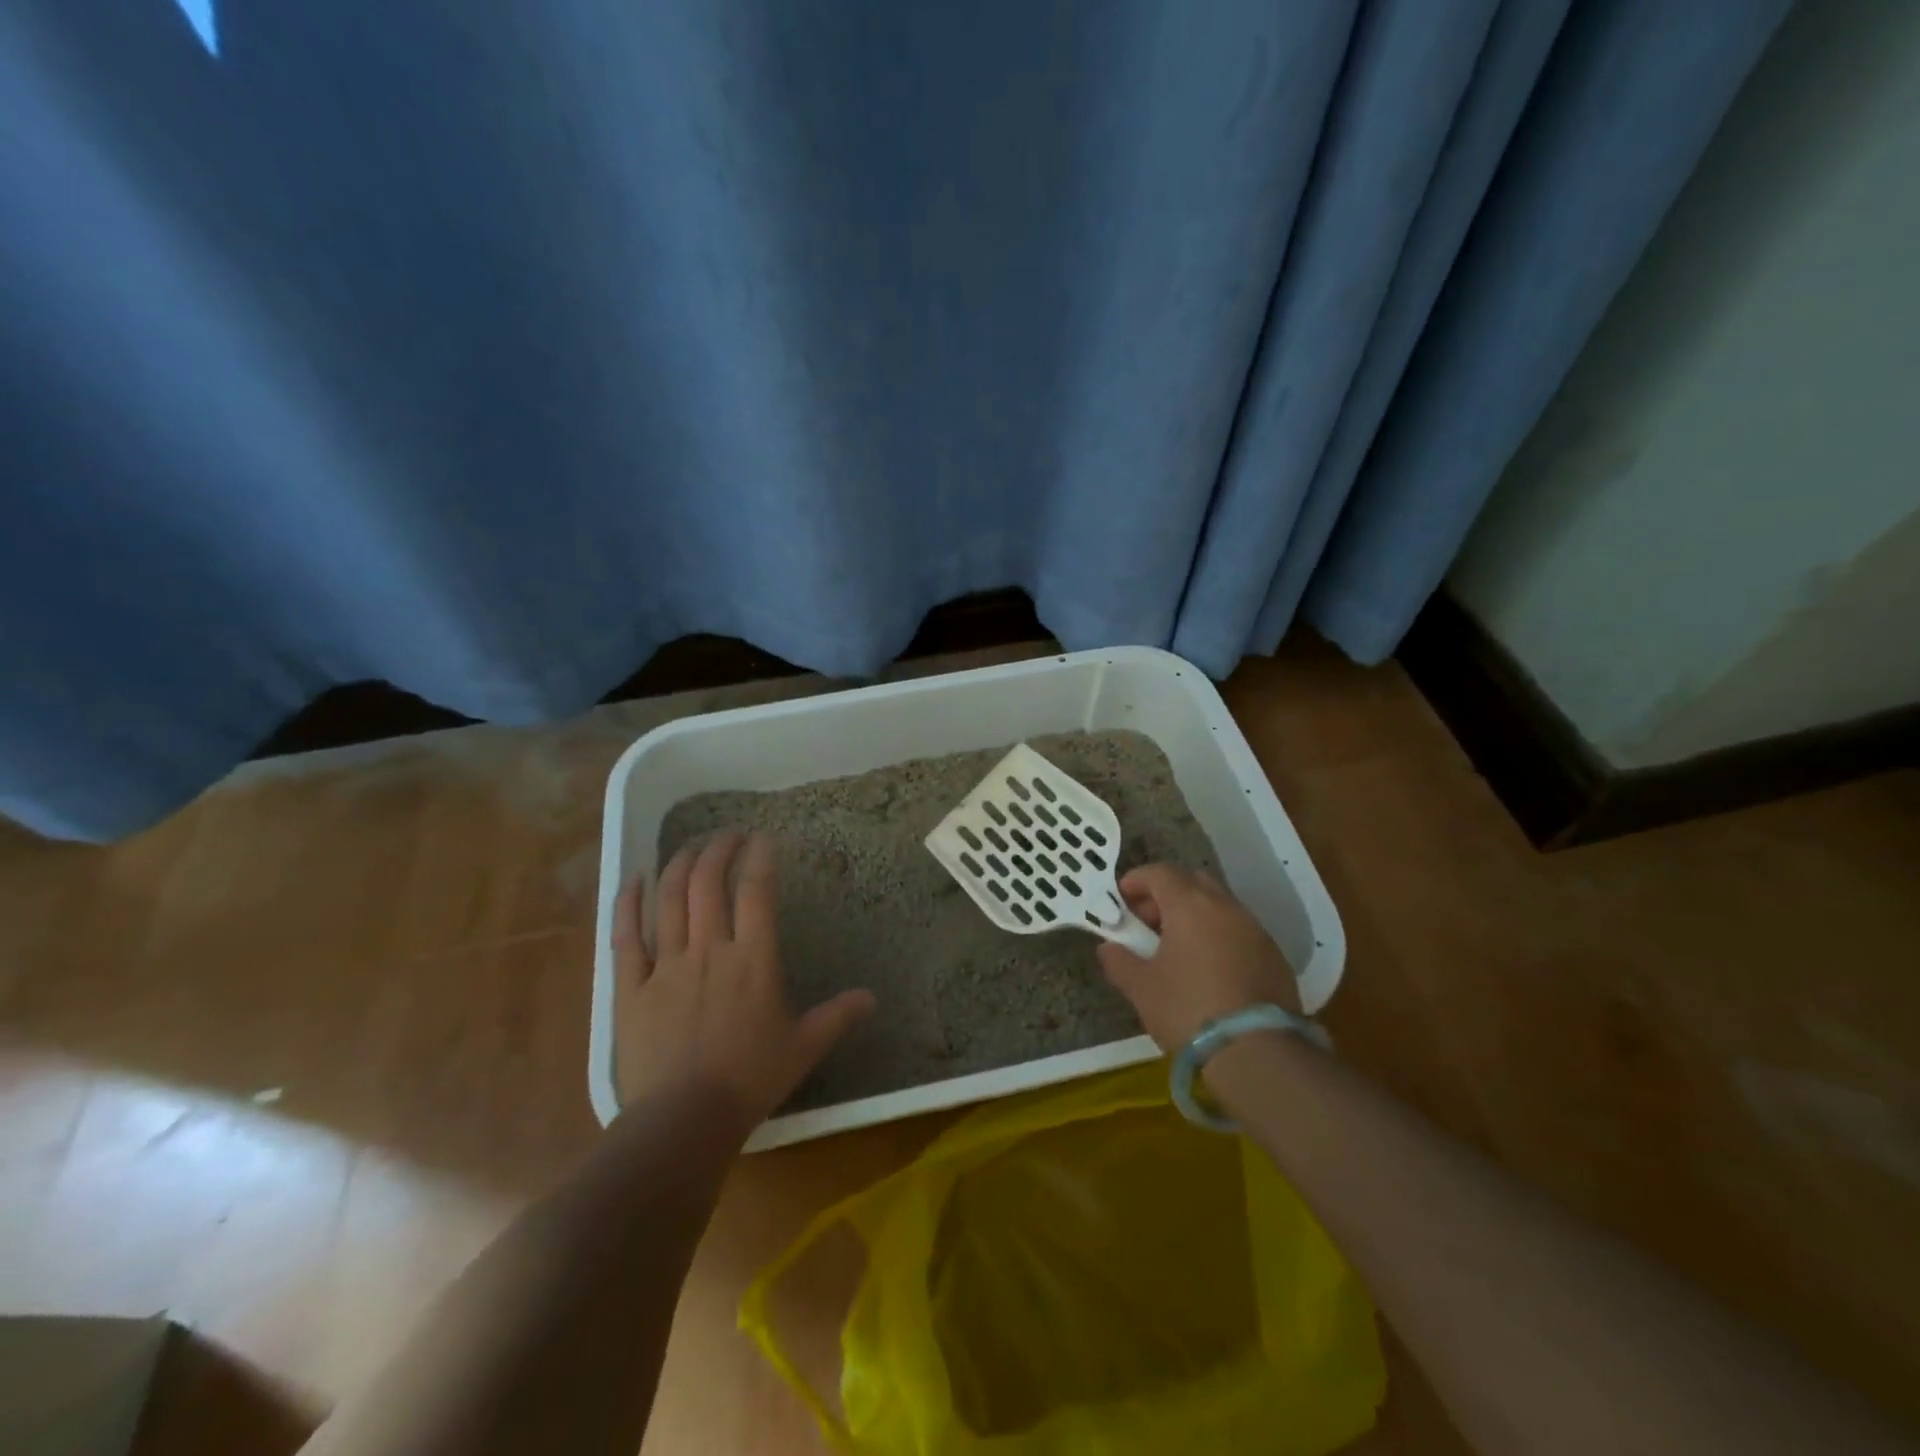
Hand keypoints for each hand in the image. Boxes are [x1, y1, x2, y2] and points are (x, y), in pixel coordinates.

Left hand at [613, 831, 874, 1140]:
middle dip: (718, 850)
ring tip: (690, 847)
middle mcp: (709, 950)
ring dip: (679, 865)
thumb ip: (838, 1016)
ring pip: (669, 900)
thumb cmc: (750, 1079)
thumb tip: (872, 998)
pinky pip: (625, 936)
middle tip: (727, 835)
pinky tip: (633, 880)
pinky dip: (627, 903)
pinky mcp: (631, 987)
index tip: (762, 837)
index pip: (756, 892)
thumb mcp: (803, 1047)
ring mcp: (666, 965)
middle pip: (709, 883)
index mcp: (753, 959)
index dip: (759, 858)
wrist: (683, 1120)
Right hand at [1096, 863, 1301, 1053]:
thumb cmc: (1189, 1009)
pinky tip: (1209, 969)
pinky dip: (1219, 936)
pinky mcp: (1275, 956)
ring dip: (1195, 916)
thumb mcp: (1141, 988)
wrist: (1258, 1053)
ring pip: (1219, 906)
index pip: (1160, 872)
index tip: (1121, 899)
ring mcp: (1255, 929)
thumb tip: (1109, 948)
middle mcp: (1225, 906)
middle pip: (1193, 882)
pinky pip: (1239, 931)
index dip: (1136, 880)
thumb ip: (1119, 961)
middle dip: (1167, 895)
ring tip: (1177, 948)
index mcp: (1190, 904)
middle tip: (1149, 923)